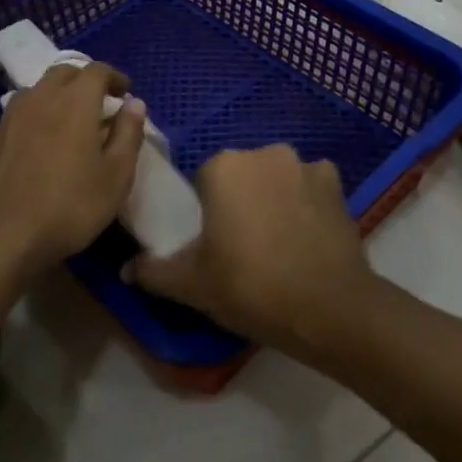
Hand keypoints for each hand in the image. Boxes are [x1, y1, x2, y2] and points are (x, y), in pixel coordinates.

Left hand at [0, 60, 146, 274]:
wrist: (2, 240)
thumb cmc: (70, 207)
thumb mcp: (116, 176)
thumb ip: (129, 134)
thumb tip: (134, 103)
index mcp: (74, 103)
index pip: (97, 71)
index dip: (114, 77)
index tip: (124, 93)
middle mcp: (37, 100)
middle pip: (60, 74)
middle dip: (81, 81)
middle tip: (95, 102)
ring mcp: (3, 123)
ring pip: (26, 94)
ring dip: (45, 98)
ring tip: (56, 120)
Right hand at [128, 145, 376, 354]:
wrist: (327, 308)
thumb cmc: (250, 288)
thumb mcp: (192, 285)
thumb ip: (154, 271)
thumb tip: (125, 269)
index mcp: (224, 166)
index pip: (205, 179)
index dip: (207, 210)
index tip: (214, 241)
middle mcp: (264, 153)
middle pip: (243, 173)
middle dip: (242, 198)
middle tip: (244, 244)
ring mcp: (304, 164)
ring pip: (278, 177)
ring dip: (275, 197)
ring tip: (280, 242)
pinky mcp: (336, 183)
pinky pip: (311, 185)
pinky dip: (307, 201)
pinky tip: (307, 234)